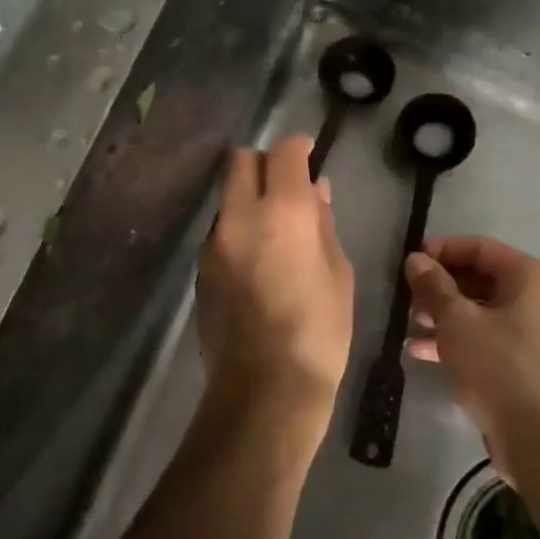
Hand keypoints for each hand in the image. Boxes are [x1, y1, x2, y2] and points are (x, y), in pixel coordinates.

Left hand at [197, 136, 354, 440]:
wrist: (264, 391)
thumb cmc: (319, 332)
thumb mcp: (339, 274)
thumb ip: (324, 223)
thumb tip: (316, 190)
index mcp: (283, 213)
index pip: (283, 153)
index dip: (298, 147)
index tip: (308, 154)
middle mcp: (240, 217)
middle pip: (239, 161)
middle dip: (263, 163)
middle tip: (286, 185)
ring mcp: (214, 243)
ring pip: (226, 196)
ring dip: (248, 197)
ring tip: (274, 229)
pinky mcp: (200, 269)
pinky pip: (220, 230)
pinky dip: (238, 228)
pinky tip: (257, 261)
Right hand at [405, 236, 539, 478]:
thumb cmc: (500, 367)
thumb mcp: (457, 321)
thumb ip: (434, 286)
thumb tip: (416, 259)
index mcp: (529, 277)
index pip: (480, 247)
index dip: (442, 250)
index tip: (409, 262)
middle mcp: (537, 299)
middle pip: (481, 279)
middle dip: (440, 287)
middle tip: (407, 299)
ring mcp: (534, 335)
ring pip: (481, 312)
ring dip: (444, 316)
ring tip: (409, 326)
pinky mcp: (526, 367)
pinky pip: (487, 340)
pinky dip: (457, 341)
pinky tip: (422, 353)